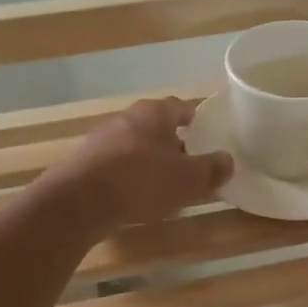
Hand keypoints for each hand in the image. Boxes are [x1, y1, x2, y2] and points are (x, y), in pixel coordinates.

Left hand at [49, 97, 232, 228]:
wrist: (79, 200)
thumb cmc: (141, 180)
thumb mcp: (188, 179)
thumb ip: (211, 169)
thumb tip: (228, 161)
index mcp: (155, 113)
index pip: (180, 106)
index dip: (195, 118)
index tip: (206, 133)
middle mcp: (127, 118)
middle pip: (156, 125)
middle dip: (173, 141)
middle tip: (190, 162)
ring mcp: (102, 139)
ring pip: (135, 145)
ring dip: (150, 160)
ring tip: (165, 183)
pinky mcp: (86, 162)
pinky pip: (116, 164)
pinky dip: (129, 175)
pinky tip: (135, 196)